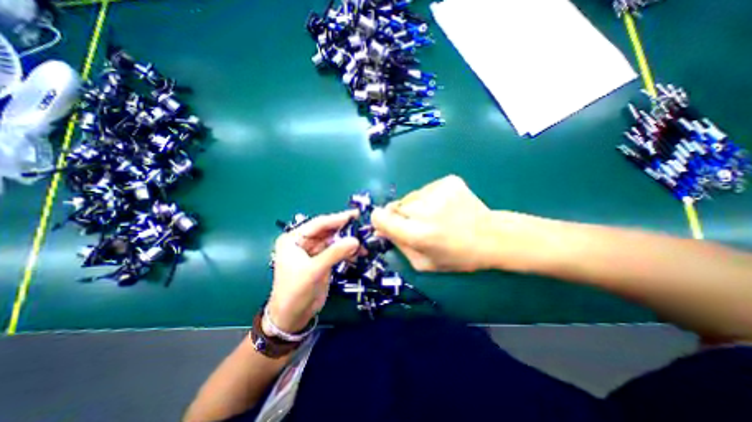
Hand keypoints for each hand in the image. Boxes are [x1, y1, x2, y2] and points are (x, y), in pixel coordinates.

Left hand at [268, 209, 360, 331]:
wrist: (293, 317)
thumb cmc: (295, 291)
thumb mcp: (314, 270)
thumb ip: (334, 253)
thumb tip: (355, 240)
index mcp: (294, 239)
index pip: (318, 224)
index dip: (336, 219)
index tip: (354, 215)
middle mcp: (304, 242)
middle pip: (327, 231)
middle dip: (344, 230)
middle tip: (362, 226)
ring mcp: (314, 251)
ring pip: (334, 241)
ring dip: (348, 241)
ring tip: (364, 242)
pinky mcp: (323, 260)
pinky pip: (337, 251)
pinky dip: (348, 251)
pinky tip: (359, 252)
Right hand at [369, 176, 494, 271]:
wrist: (491, 237)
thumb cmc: (457, 256)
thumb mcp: (423, 263)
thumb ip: (398, 245)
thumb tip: (380, 229)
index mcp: (417, 234)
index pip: (381, 217)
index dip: (381, 220)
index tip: (387, 223)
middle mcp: (425, 210)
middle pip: (396, 206)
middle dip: (402, 216)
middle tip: (419, 224)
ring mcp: (438, 191)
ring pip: (411, 196)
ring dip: (416, 206)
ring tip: (436, 215)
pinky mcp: (448, 181)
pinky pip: (426, 189)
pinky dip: (430, 198)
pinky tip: (445, 206)